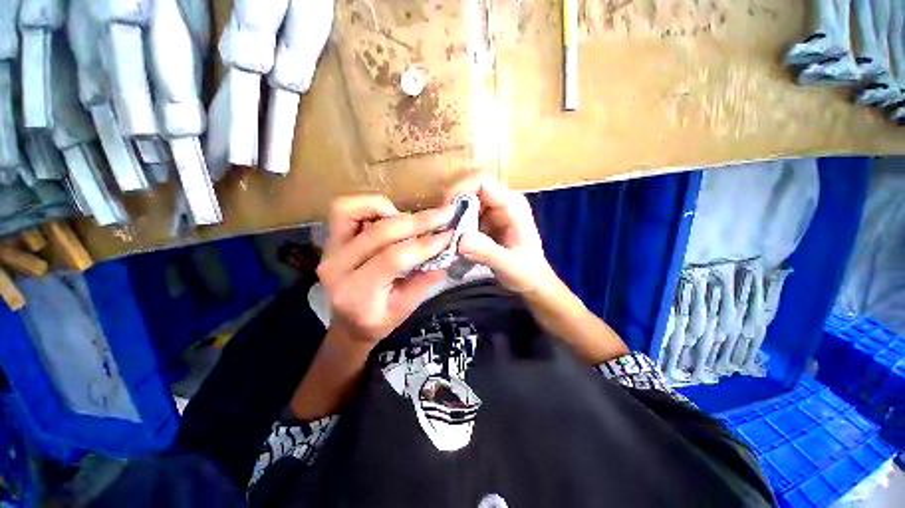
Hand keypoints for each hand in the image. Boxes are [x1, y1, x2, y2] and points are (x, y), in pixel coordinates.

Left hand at [317, 195, 455, 345]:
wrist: (348, 323)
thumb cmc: (378, 320)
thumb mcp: (405, 308)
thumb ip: (425, 280)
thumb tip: (447, 252)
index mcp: (357, 294)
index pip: (393, 259)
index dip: (424, 245)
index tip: (448, 236)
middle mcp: (337, 268)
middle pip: (378, 233)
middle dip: (417, 222)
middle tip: (443, 215)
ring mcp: (329, 250)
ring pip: (352, 211)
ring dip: (389, 209)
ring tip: (412, 219)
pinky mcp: (330, 239)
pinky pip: (344, 210)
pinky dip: (370, 206)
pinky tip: (391, 216)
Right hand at [450, 175, 556, 294]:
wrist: (532, 281)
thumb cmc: (527, 272)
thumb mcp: (509, 265)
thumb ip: (487, 252)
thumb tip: (459, 240)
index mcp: (512, 204)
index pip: (482, 182)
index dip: (459, 190)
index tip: (443, 212)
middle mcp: (500, 201)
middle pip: (468, 188)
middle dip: (450, 204)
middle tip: (438, 227)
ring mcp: (491, 211)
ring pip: (462, 201)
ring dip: (449, 216)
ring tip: (441, 235)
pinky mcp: (483, 221)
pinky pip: (462, 215)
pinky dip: (452, 224)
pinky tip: (447, 238)